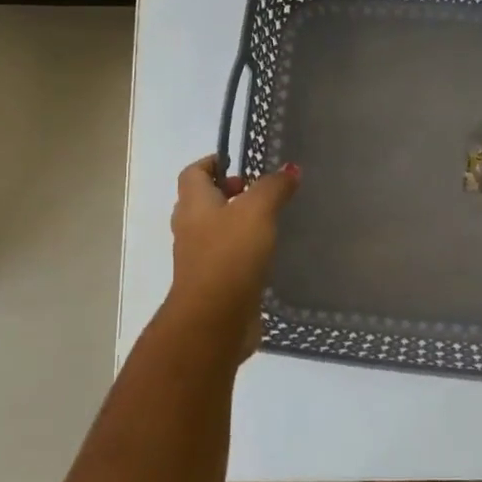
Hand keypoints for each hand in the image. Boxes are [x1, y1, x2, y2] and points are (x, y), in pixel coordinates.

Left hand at [166, 156, 300, 359]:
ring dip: (238, 224)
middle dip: (229, 193)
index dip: (213, 163)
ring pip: (216, 231)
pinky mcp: (215, 284)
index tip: (240, 162)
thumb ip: (274, 187)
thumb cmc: (230, 255)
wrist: (214, 320)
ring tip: (271, 221)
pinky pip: (228, 258)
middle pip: (204, 202)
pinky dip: (244, 252)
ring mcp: (200, 259)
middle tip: (260, 192)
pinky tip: (270, 254)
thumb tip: (290, 169)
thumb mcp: (257, 211)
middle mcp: (191, 229)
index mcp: (194, 205)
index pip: (194, 173)